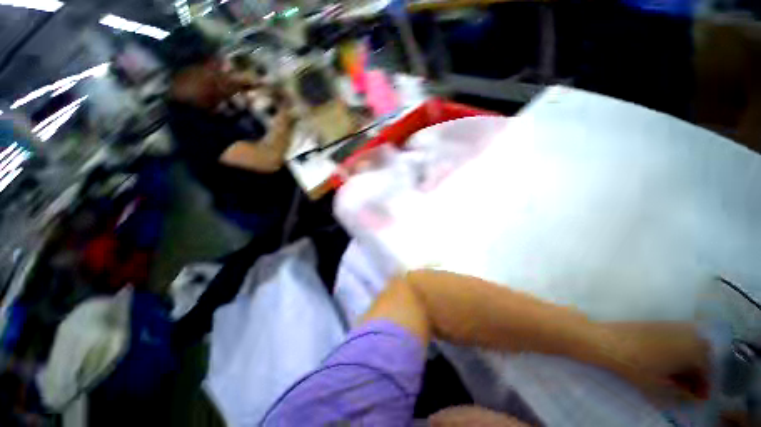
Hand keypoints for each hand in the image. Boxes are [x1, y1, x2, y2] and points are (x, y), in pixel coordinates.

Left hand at [597, 322, 710, 401]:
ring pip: (690, 343)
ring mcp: (668, 325)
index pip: (706, 367)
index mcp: (689, 349)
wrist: (604, 340)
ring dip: (689, 359)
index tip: (699, 396)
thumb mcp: (658, 385)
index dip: (704, 384)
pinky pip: (676, 335)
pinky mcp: (654, 322)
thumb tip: (691, 394)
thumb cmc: (632, 365)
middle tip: (690, 386)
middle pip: (702, 353)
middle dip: (699, 370)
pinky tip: (666, 361)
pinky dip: (678, 348)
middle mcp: (683, 333)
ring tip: (678, 375)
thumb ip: (679, 390)